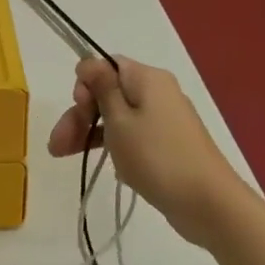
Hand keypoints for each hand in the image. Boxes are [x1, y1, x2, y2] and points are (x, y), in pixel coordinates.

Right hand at [47, 56, 251, 247]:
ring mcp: (163, 120)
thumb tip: (89, 61)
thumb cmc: (156, 156)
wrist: (207, 203)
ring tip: (63, 156)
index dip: (86, 84)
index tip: (78, 108)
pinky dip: (114, 146)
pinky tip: (104, 165)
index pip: (106, 66)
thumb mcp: (119, 120)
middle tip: (57, 144)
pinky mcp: (166, 145)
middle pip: (108, 93)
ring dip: (89, 133)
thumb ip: (101, 88)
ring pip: (116, 117)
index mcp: (147, 79)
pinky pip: (132, 136)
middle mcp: (157, 93)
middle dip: (80, 115)